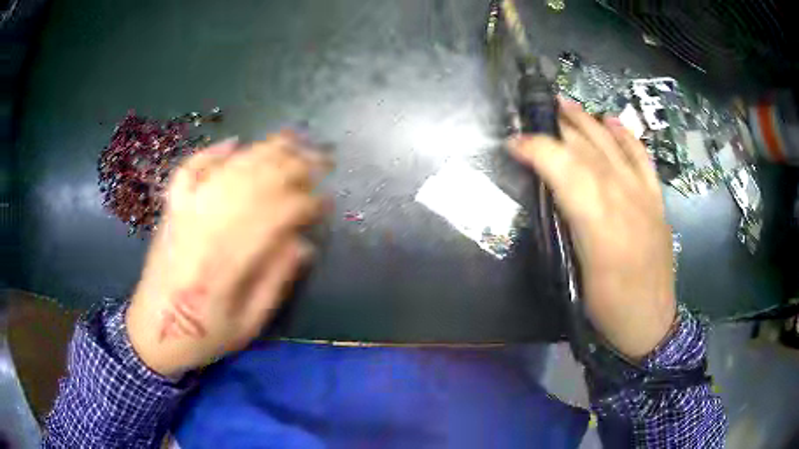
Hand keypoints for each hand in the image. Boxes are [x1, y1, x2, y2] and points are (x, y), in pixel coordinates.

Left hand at [126, 132, 329, 376]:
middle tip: (320, 159)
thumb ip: (275, 284)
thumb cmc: (203, 336)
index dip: (306, 203)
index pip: (275, 216)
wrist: (153, 333)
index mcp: (227, 266)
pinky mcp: (170, 210)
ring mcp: (183, 213)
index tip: (327, 201)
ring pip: (227, 169)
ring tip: (291, 140)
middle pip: (254, 182)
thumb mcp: (248, 326)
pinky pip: (189, 170)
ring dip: (262, 151)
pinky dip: (211, 153)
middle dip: (292, 166)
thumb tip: (303, 244)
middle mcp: (205, 230)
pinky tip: (234, 143)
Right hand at [510, 99, 675, 359]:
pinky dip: (627, 137)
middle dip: (558, 127)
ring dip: (587, 121)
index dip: (537, 149)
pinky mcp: (656, 200)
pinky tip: (612, 120)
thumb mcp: (576, 275)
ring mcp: (643, 195)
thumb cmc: (607, 307)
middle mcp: (623, 198)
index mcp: (599, 221)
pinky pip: (642, 159)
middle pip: (588, 150)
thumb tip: (549, 194)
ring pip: (613, 147)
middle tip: (535, 112)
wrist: (650, 322)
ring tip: (565, 103)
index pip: (565, 169)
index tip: (512, 143)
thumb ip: (564, 228)